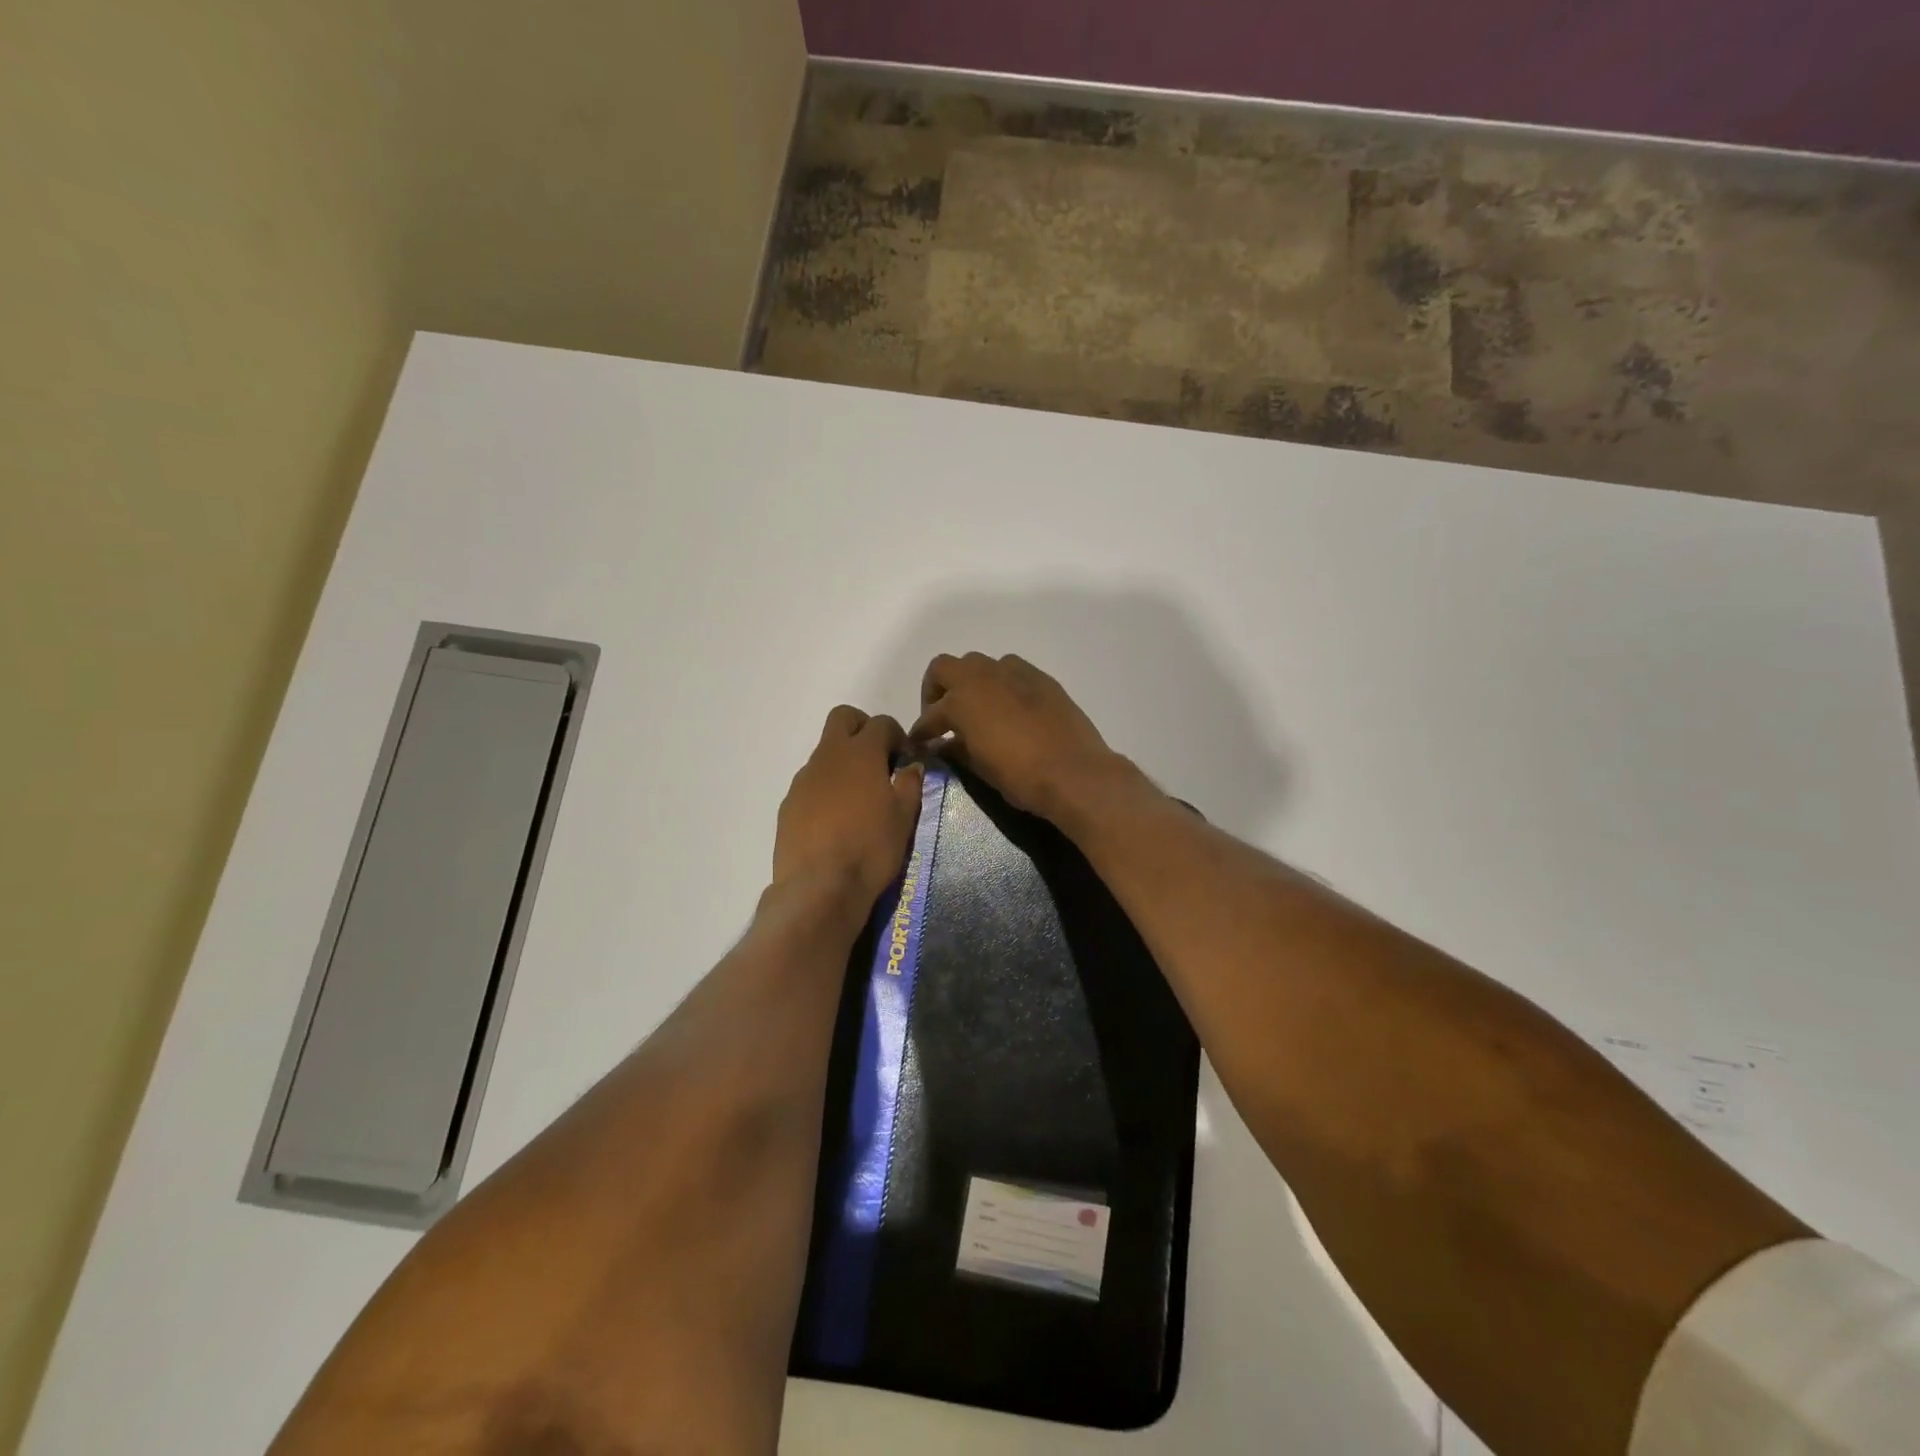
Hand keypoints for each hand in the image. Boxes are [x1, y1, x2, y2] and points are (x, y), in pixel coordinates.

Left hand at [773, 706, 923, 909]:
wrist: (819, 886)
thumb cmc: (871, 848)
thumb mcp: (904, 817)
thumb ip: (910, 784)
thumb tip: (912, 765)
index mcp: (861, 753)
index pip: (880, 723)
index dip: (896, 735)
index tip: (905, 758)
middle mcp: (828, 756)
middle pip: (842, 718)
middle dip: (862, 729)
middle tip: (878, 759)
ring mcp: (804, 779)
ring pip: (824, 752)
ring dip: (843, 762)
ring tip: (858, 799)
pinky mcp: (789, 803)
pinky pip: (811, 782)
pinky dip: (826, 789)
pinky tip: (835, 820)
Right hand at [909, 653, 1122, 821]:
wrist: (1075, 772)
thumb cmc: (1020, 776)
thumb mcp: (979, 767)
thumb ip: (957, 749)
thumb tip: (944, 744)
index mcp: (961, 700)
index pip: (930, 714)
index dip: (922, 731)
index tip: (920, 743)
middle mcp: (982, 676)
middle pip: (945, 668)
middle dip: (937, 689)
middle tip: (942, 715)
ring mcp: (1013, 672)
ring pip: (979, 664)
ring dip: (970, 682)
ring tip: (975, 708)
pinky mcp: (1040, 678)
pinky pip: (1010, 671)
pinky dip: (1000, 684)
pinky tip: (1007, 708)